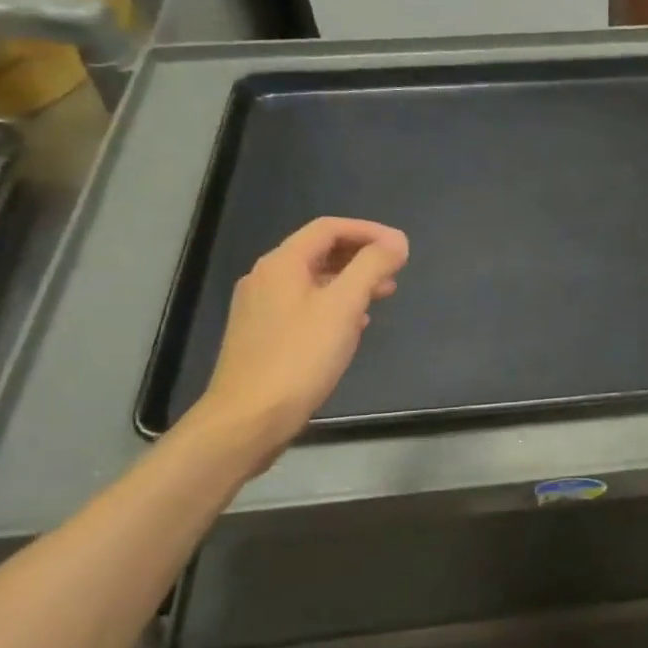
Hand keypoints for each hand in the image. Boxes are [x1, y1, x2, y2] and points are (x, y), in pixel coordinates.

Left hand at [189, 217, 409, 465]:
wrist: (247, 420)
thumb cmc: (299, 358)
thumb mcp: (344, 306)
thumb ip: (372, 267)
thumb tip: (396, 241)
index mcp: (282, 264)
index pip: (329, 228)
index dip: (369, 231)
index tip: (400, 247)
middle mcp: (266, 278)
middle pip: (320, 251)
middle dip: (361, 256)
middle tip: (395, 271)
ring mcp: (260, 308)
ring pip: (313, 280)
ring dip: (350, 281)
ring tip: (382, 295)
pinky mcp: (262, 335)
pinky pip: (304, 305)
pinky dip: (333, 304)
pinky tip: (352, 325)